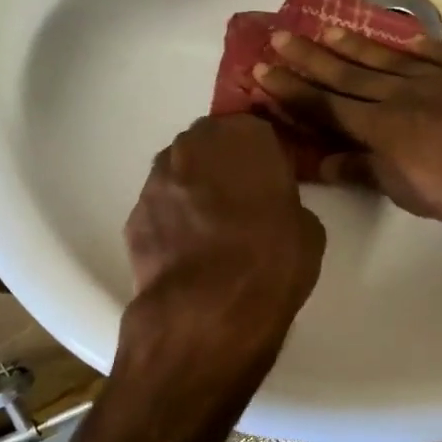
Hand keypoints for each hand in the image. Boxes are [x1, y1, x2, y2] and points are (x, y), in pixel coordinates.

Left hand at [119, 114, 325, 394]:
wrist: (207, 311)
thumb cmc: (271, 262)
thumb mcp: (307, 228)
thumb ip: (285, 202)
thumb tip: (270, 209)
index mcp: (243, 137)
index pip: (255, 130)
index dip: (263, 157)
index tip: (270, 181)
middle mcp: (194, 146)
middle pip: (211, 144)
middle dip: (223, 165)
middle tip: (241, 202)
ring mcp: (157, 179)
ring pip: (180, 172)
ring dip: (194, 190)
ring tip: (211, 229)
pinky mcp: (133, 214)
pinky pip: (161, 208)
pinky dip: (172, 221)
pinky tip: (187, 251)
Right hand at [254, 28, 441, 230]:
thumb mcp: (410, 193)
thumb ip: (366, 172)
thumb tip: (324, 163)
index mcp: (382, 127)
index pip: (326, 106)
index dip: (292, 90)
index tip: (261, 72)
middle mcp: (401, 94)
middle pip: (346, 74)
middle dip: (308, 58)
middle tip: (277, 37)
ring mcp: (436, 77)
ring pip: (383, 57)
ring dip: (351, 44)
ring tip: (324, 30)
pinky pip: (432, 52)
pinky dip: (409, 44)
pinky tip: (394, 36)